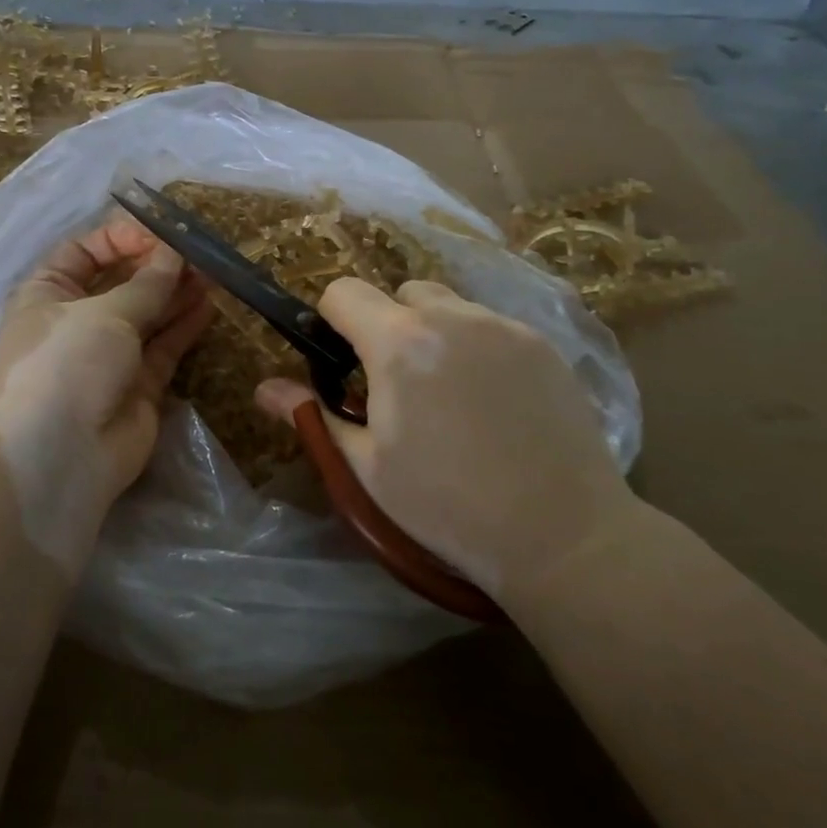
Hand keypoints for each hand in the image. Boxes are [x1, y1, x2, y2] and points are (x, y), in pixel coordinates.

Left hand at [0, 221, 212, 568]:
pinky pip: (163, 347)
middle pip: (120, 282)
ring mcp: (107, 355)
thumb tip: (174, 254)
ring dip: (176, 293)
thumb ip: (146, 283)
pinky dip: (184, 326)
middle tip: (198, 253)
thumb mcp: (104, 313)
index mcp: (48, 294)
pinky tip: (209, 304)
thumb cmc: (67, 364)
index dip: (121, 238)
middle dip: (157, 266)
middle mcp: (76, 321)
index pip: (84, 251)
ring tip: (212, 273)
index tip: (161, 235)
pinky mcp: (137, 385)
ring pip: (147, 314)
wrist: (59, 457)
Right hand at [255, 279, 637, 596]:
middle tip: (398, 386)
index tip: (342, 366)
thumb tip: (262, 388)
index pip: (343, 291)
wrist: (564, 536)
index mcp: (399, 342)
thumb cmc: (447, 506)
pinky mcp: (544, 346)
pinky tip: (494, 404)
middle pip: (401, 293)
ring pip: (450, 307)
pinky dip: (478, 348)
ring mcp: (505, 327)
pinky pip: (492, 327)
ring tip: (450, 395)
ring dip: (434, 333)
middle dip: (387, 325)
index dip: (332, 321)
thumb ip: (313, 416)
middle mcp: (453, 317)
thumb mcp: (367, 467)